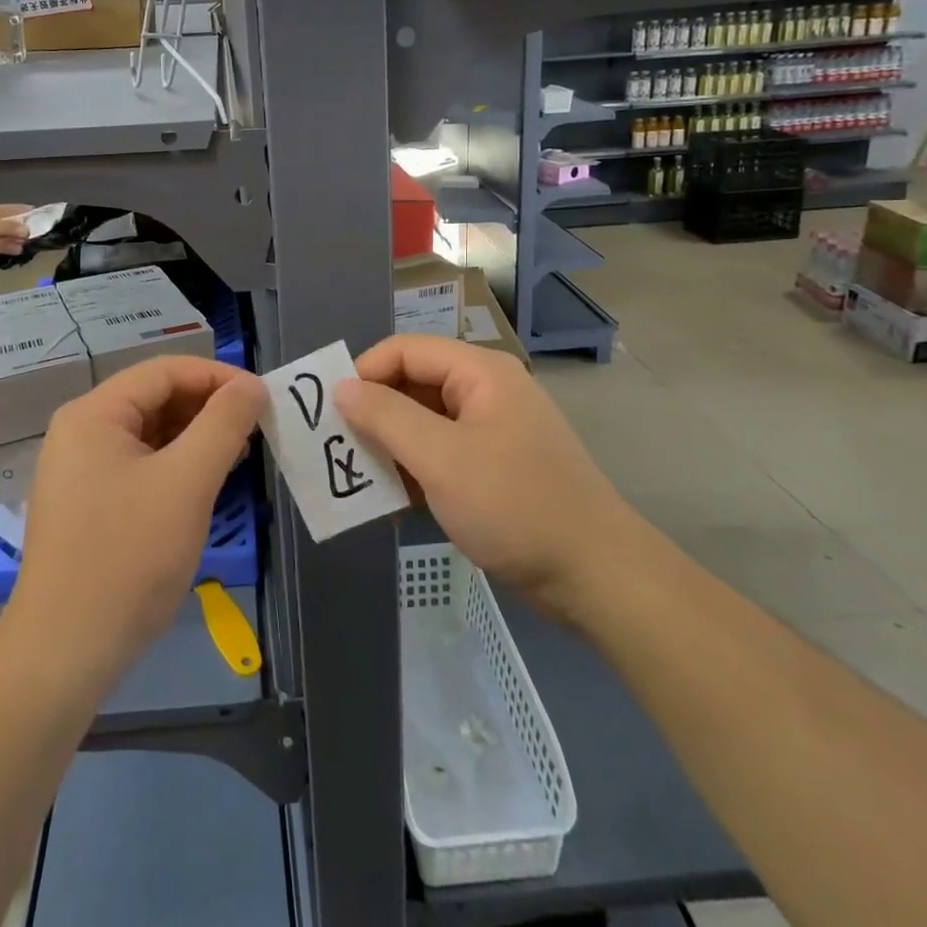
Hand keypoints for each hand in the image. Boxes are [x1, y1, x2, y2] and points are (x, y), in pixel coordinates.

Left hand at [9, 357, 265, 688]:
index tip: (263, 398)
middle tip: (258, 428)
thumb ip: (224, 424)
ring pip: (150, 433)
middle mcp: (81, 431)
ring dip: (196, 437)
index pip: (165, 371)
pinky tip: (207, 482)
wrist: (65, 653)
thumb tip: (253, 385)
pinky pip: (140, 465)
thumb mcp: (187, 483)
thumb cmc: (129, 557)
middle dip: (208, 407)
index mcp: (93, 414)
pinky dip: (176, 465)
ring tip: (241, 453)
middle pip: (155, 398)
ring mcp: (80, 470)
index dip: (218, 377)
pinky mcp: (88, 503)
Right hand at [333, 335, 639, 624]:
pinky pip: (439, 453)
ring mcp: (490, 431)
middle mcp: (484, 391)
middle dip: (373, 412)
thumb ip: (386, 417)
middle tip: (336, 447)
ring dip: (389, 445)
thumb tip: (341, 387)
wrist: (595, 576)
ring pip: (422, 422)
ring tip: (356, 475)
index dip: (364, 373)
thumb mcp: (442, 458)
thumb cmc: (515, 505)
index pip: (405, 350)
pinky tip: (389, 500)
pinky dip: (412, 469)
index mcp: (479, 372)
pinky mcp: (492, 468)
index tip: (330, 414)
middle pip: (413, 383)